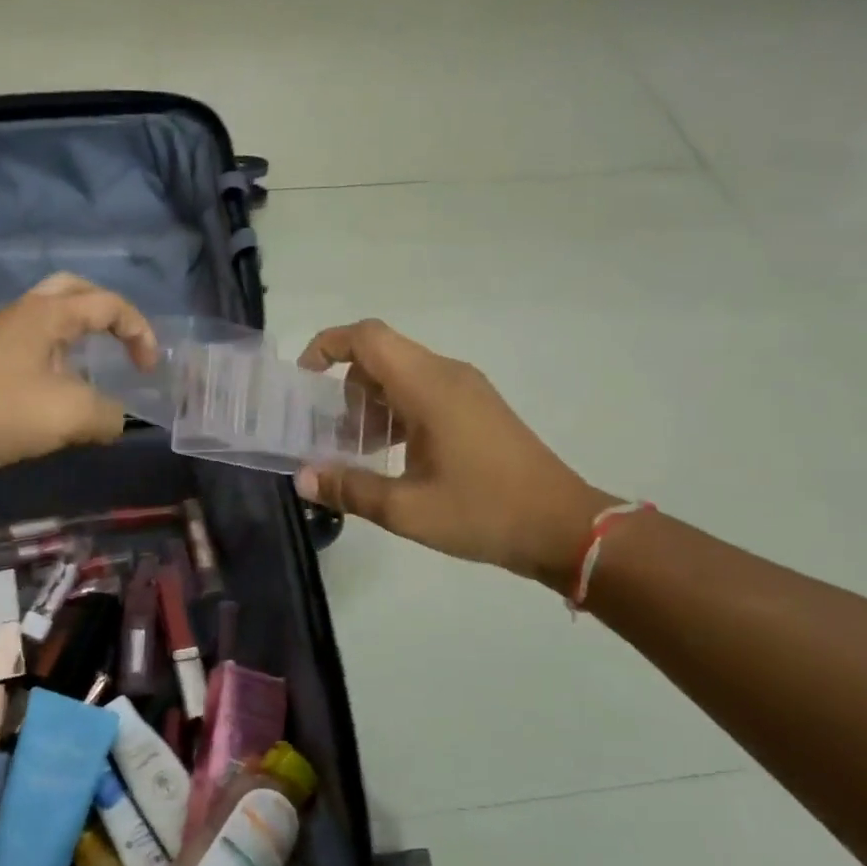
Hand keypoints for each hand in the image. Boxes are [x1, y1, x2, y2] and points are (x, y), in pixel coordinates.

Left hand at [0, 274, 158, 479]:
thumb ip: (108, 415)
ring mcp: (1, 335)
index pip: (109, 305)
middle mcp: (24, 313)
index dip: (140, 332)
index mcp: (48, 313)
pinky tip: (60, 391)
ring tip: (96, 367)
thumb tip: (115, 420)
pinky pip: (34, 343)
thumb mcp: (71, 415)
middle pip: (75, 291)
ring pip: (51, 317)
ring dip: (81, 334)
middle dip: (108, 313)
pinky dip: (59, 355)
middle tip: (124, 342)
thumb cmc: (2, 412)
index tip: (149, 370)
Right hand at [295, 320, 614, 585]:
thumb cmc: (484, 513)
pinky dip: (395, 411)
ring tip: (356, 450)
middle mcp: (447, 375)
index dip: (327, 347)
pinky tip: (391, 456)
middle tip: (329, 434)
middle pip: (380, 355)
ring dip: (370, 402)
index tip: (304, 382)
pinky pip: (423, 391)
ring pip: (401, 374)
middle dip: (344, 386)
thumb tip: (302, 477)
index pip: (367, 338)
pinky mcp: (476, 408)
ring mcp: (466, 390)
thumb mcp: (406, 509)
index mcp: (429, 386)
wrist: (564, 527)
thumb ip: (349, 489)